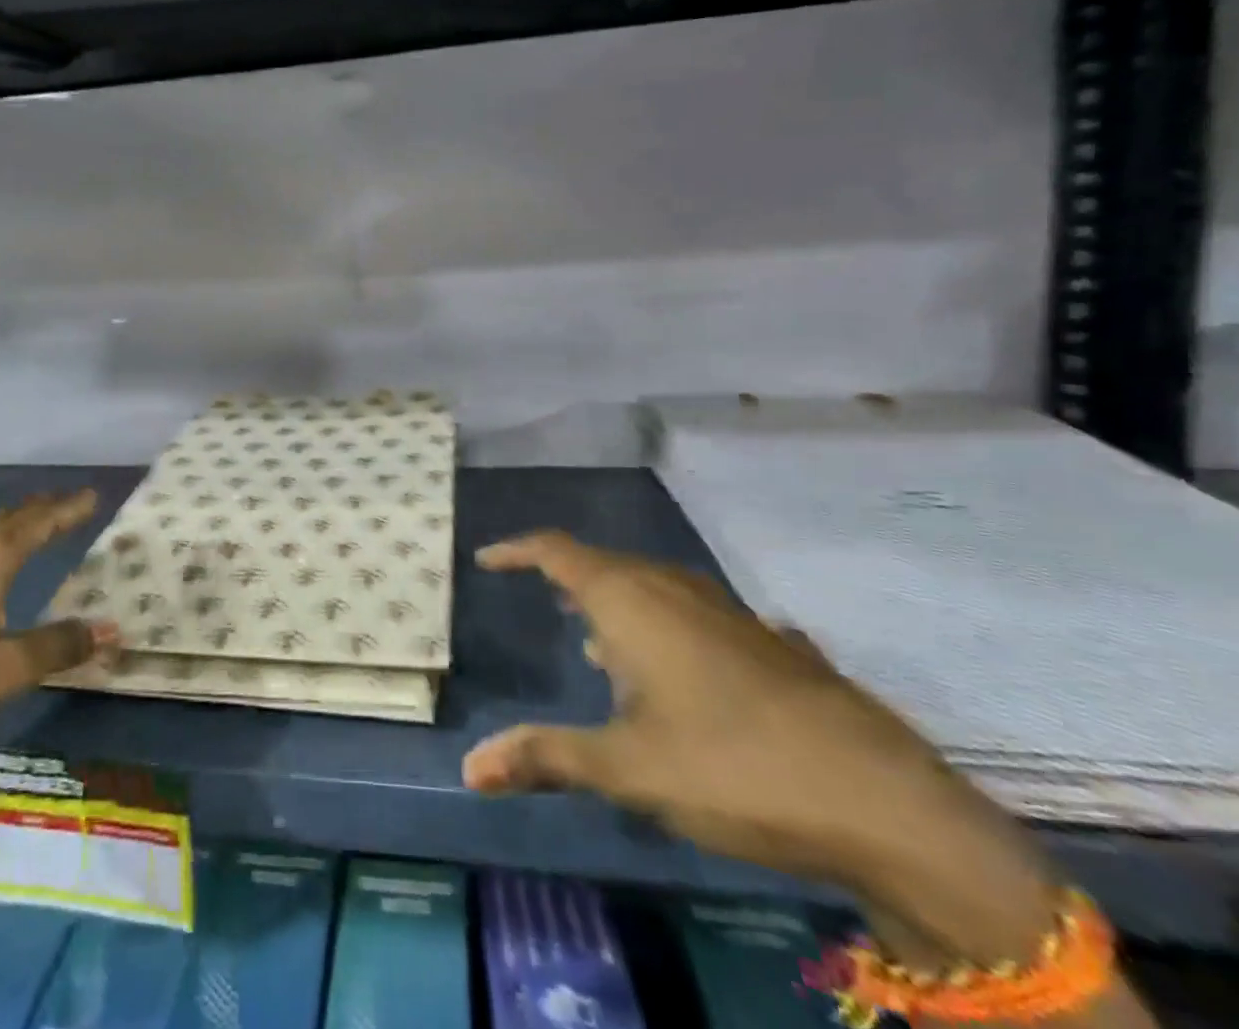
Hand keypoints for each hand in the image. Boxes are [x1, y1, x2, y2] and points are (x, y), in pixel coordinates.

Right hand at [462, 532, 1060, 965]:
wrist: (882, 799)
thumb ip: (545, 757)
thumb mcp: (626, 768)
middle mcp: (674, 588)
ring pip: (653, 589)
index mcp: (630, 599)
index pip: (556, 551)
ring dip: (618, 607)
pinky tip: (678, 675)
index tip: (488, 560)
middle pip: (605, 566)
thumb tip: (469, 767)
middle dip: (568, 581)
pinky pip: (694, 615)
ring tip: (597, 642)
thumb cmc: (730, 766)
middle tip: (543, 604)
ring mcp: (728, 610)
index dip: (517, 551)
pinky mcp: (768, 642)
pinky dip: (666, 630)